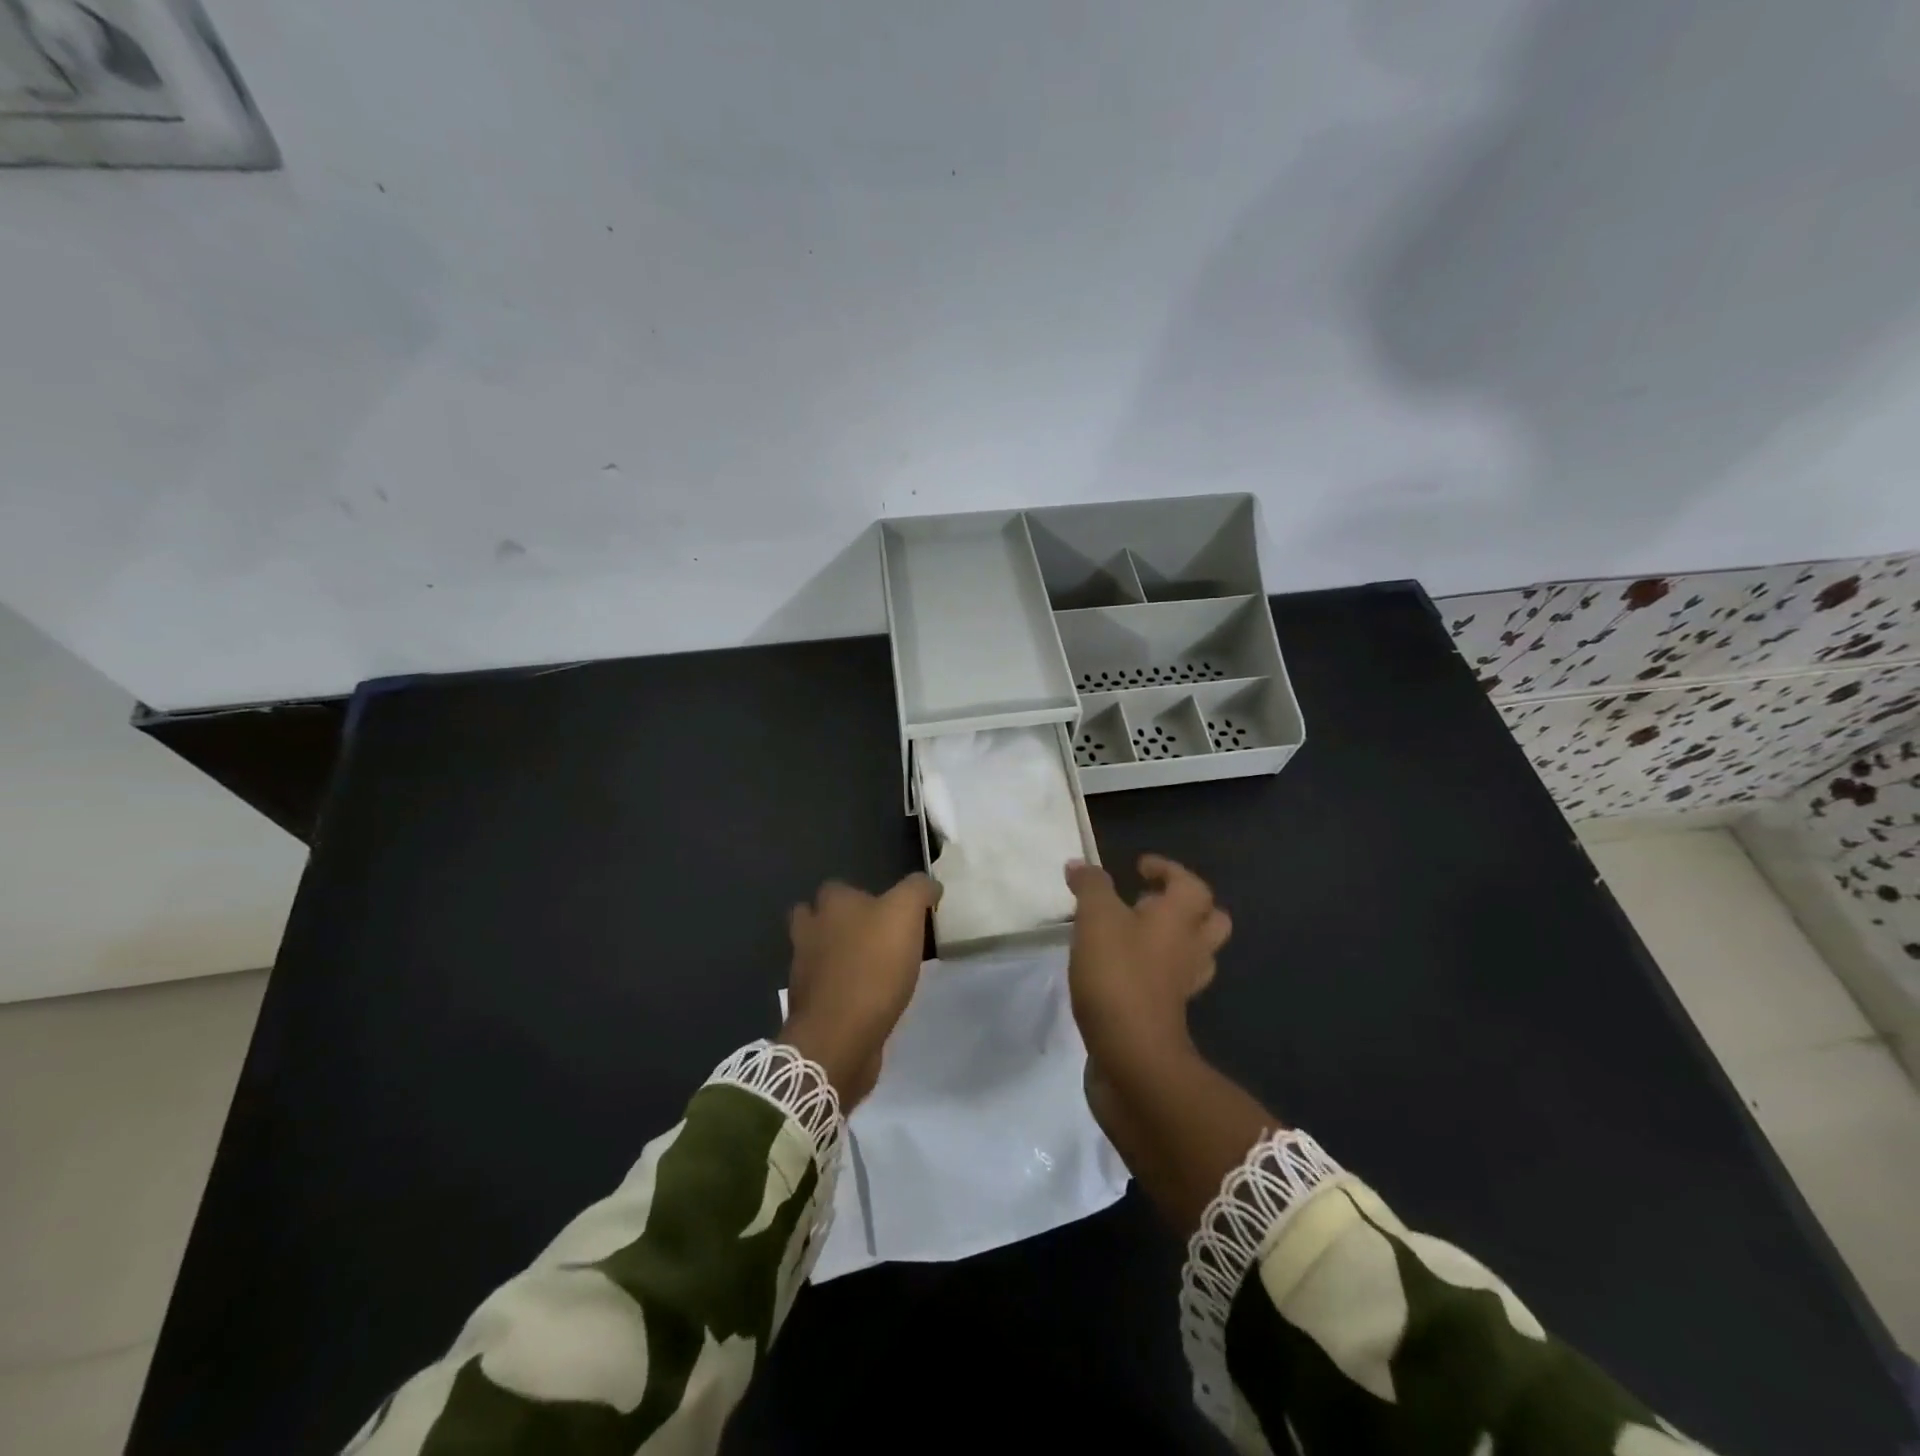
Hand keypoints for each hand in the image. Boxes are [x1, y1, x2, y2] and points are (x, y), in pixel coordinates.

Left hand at [778, 873, 938, 1108]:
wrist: (841, 1035)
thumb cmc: (874, 966)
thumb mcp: (905, 914)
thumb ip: (918, 890)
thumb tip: (929, 884)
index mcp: (831, 906)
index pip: (838, 887)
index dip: (860, 894)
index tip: (887, 909)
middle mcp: (810, 933)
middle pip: (815, 918)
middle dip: (836, 923)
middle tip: (872, 935)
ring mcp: (804, 972)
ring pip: (817, 954)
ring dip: (837, 958)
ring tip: (872, 968)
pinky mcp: (810, 1007)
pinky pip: (824, 989)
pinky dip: (840, 990)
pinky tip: (865, 998)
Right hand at [1065, 855, 1230, 1075]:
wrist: (1132, 1056)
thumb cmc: (1118, 974)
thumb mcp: (1096, 918)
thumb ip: (1090, 886)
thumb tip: (1080, 865)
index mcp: (1180, 918)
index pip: (1190, 883)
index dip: (1168, 869)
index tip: (1140, 867)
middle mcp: (1191, 949)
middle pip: (1210, 921)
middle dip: (1186, 906)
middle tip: (1147, 901)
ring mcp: (1183, 986)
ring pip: (1193, 954)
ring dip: (1172, 940)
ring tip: (1134, 933)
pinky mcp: (1166, 1014)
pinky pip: (1169, 982)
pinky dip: (1153, 971)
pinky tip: (1120, 969)